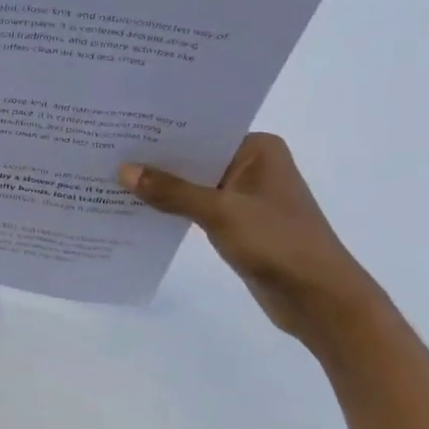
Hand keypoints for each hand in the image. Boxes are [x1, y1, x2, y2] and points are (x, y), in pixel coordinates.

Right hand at [119, 133, 385, 345]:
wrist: (322, 302)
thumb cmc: (279, 244)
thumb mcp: (221, 213)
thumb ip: (171, 192)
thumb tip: (124, 171)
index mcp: (258, 149)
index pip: (201, 131)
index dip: (161, 131)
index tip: (121, 126)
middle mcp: (252, 165)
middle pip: (194, 157)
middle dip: (156, 159)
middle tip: (107, 149)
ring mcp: (244, 196)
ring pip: (192, 184)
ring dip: (161, 186)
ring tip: (111, 176)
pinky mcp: (237, 224)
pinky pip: (196, 207)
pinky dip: (172, 208)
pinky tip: (136, 207)